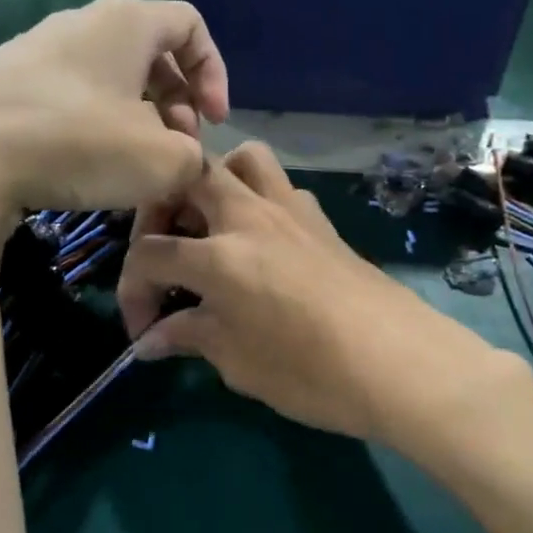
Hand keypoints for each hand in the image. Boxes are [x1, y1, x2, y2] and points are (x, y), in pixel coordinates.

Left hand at [0, 0, 228, 232]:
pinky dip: (91, 125)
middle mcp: (79, 23)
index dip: (214, 73)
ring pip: (107, 78)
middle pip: (149, 53)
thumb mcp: (162, 162)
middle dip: (176, 102)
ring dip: (135, 118)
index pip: (190, 25)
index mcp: (125, 23)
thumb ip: (193, 159)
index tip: (213, 121)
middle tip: (175, 148)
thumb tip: (183, 162)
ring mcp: (33, 50)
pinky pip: (66, 96)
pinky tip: (81, 166)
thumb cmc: (75, 144)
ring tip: (131, 164)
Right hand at [117, 144, 516, 454]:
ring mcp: (291, 211)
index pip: (150, 256)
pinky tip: (262, 245)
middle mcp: (250, 217)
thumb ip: (191, 338)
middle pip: (188, 177)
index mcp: (219, 256)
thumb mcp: (239, 364)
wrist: (400, 363)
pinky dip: (258, 200)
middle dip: (161, 208)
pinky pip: (280, 187)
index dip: (133, 292)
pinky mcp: (322, 220)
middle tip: (165, 253)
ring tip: (211, 228)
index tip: (142, 330)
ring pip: (242, 159)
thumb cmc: (312, 372)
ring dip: (216, 182)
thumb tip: (151, 340)